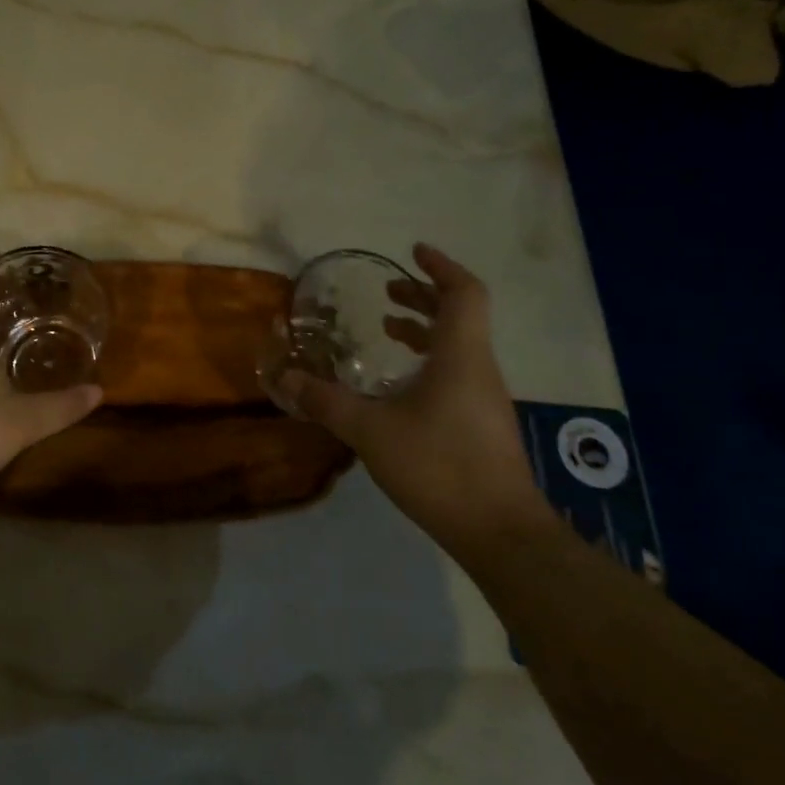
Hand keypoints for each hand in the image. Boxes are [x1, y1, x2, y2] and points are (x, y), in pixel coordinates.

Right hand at [278, 242, 546, 552]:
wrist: (498, 531)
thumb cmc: (438, 466)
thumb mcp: (370, 431)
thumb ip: (327, 402)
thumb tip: (286, 379)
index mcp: (460, 356)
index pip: (463, 293)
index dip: (441, 267)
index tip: (413, 252)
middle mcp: (479, 369)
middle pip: (460, 316)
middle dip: (424, 297)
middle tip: (387, 294)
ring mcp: (484, 399)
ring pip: (459, 346)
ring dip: (425, 330)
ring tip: (388, 330)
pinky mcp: (482, 424)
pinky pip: (457, 373)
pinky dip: (429, 361)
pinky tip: (401, 385)